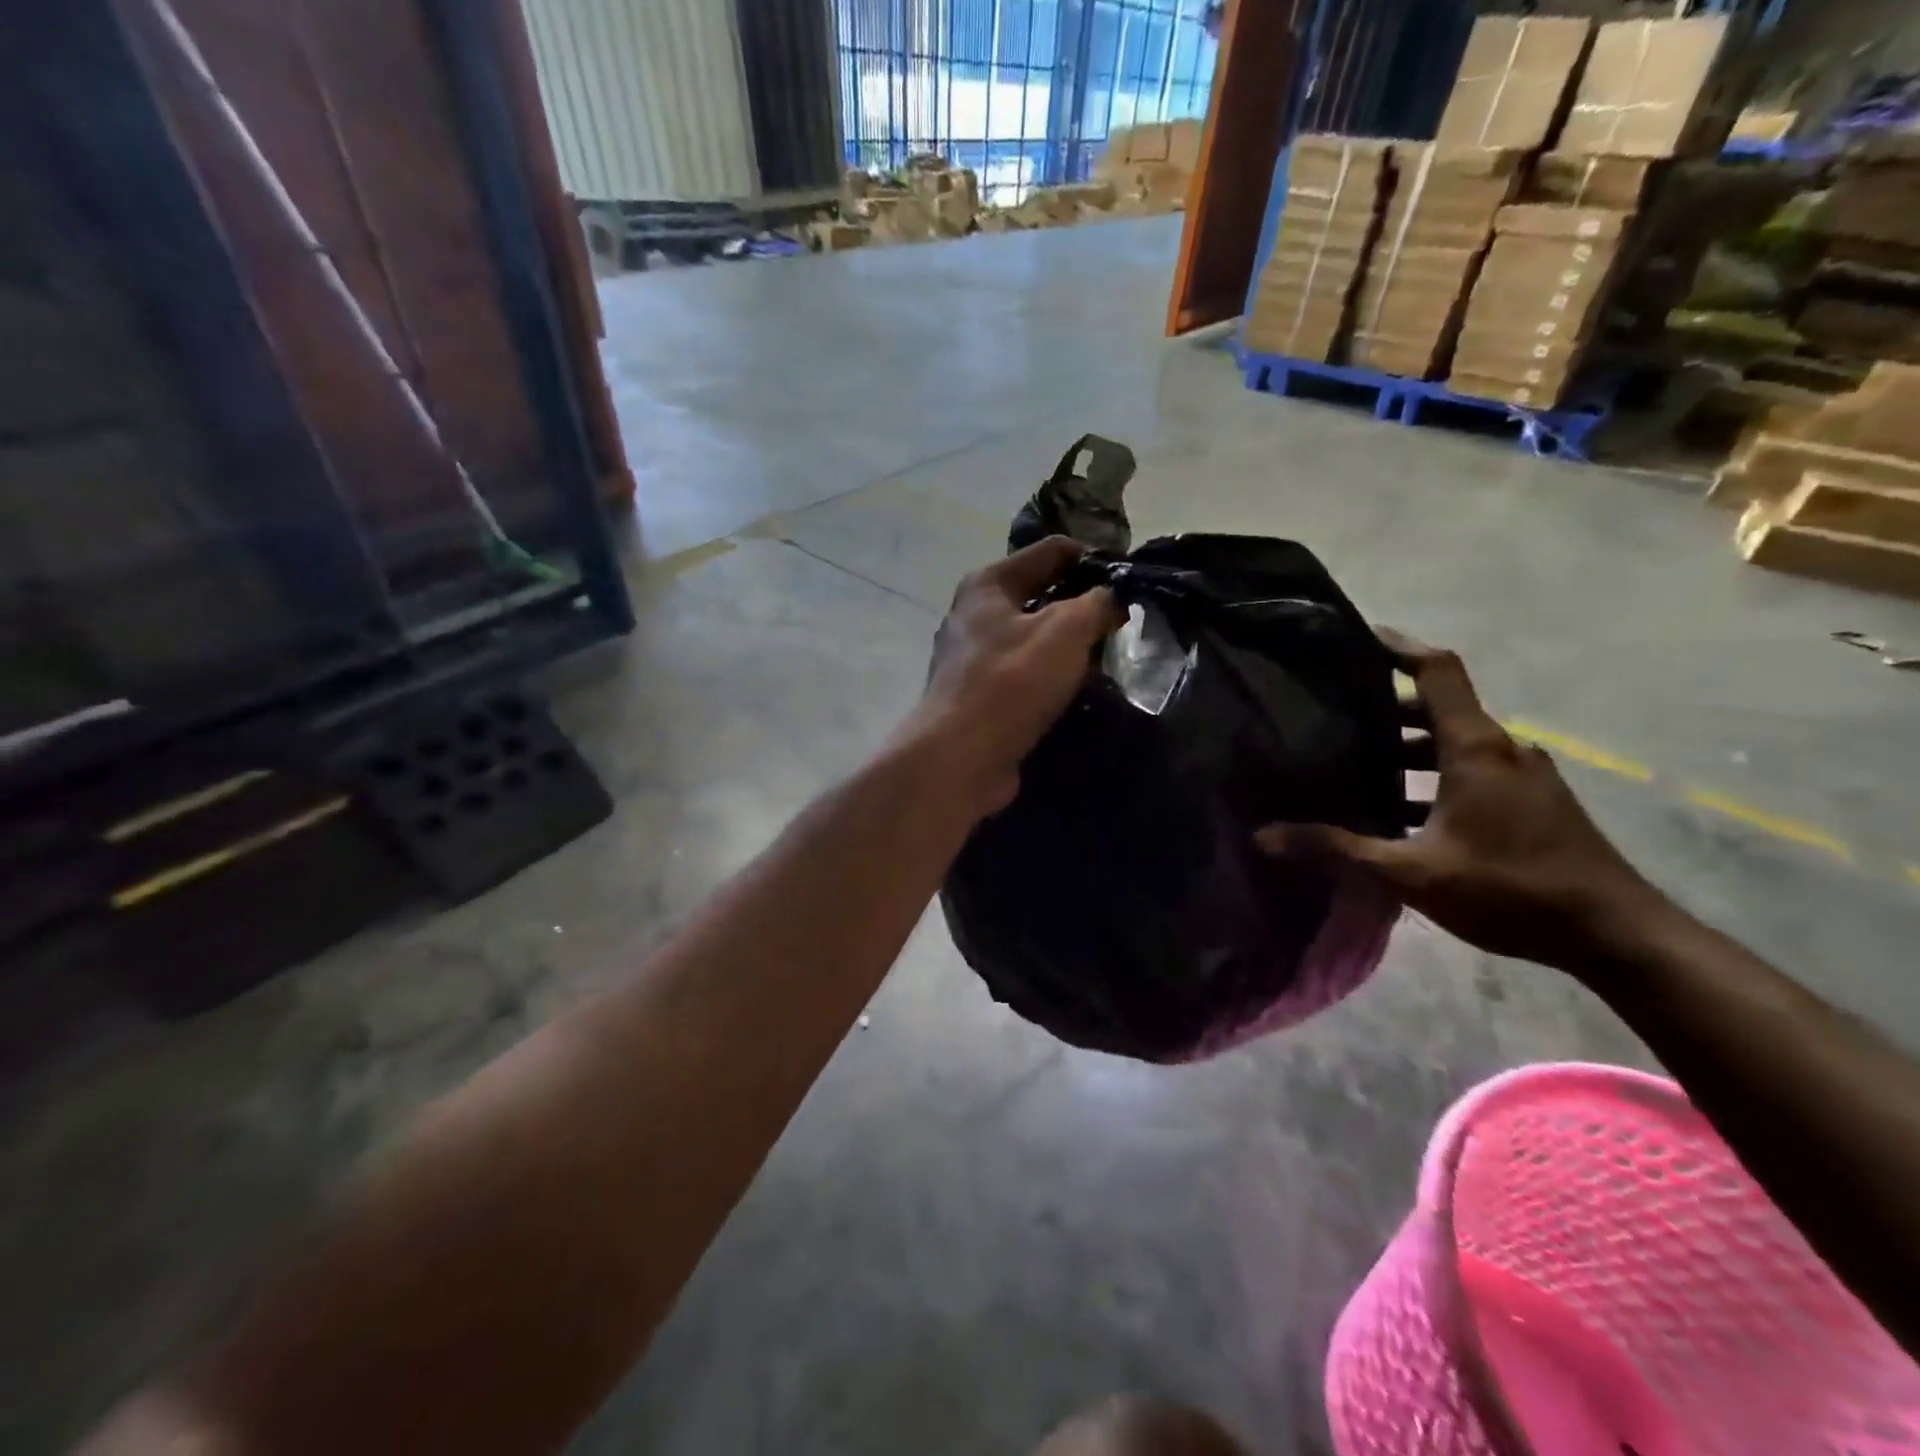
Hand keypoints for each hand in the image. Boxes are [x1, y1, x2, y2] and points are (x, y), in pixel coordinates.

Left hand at [916, 537, 1122, 813]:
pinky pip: (1023, 675)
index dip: (1091, 557)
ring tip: (1109, 653)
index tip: (1128, 576)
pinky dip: (1049, 677)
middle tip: (1124, 617)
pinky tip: (1076, 689)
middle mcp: (973, 615)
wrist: (962, 756)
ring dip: (1066, 645)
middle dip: (1080, 603)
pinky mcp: (977, 698)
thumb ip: (1096, 604)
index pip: (1050, 551)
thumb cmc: (1012, 680)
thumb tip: (1112, 598)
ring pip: (1031, 638)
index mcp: (987, 584)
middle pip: (1038, 595)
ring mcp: (971, 659)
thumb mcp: (1066, 629)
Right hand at [1257, 630, 1667, 976]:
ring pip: (1453, 742)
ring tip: (1353, 765)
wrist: (1617, 935)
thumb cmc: (1512, 890)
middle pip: (1438, 706)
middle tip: (1330, 714)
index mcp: (1476, 747)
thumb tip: (1264, 836)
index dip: (1396, 646)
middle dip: (1384, 707)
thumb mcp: (1412, 873)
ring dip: (1406, 747)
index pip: (1437, 670)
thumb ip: (1338, 849)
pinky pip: (1471, 769)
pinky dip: (1432, 775)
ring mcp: (1522, 775)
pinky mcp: (1531, 802)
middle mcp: (1502, 749)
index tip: (1354, 636)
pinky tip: (1400, 810)